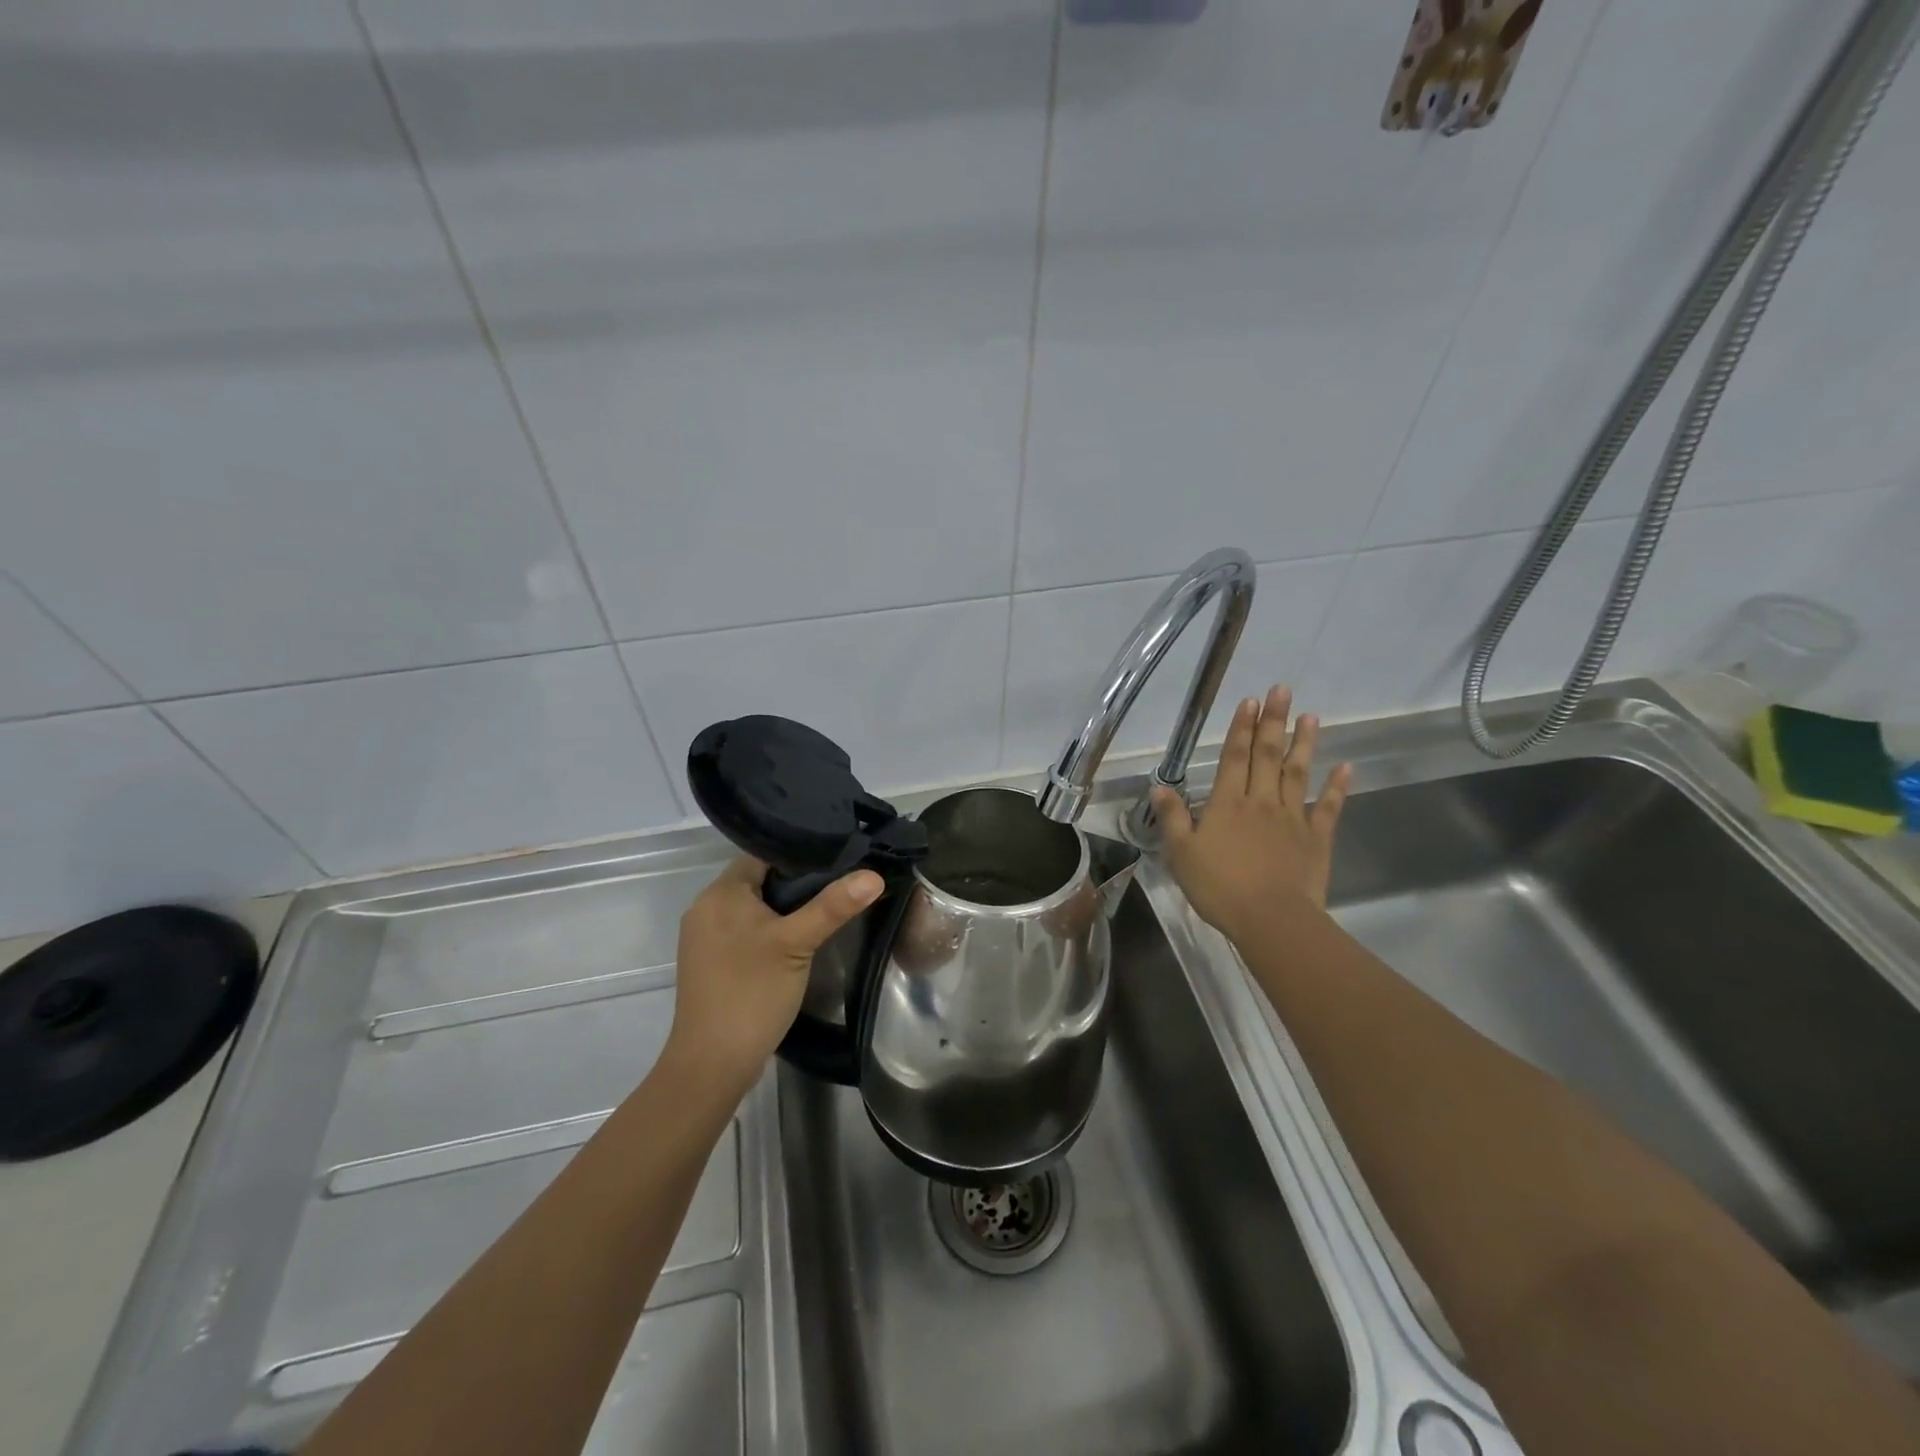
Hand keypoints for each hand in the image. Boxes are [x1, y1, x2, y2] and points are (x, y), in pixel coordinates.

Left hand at [665, 857, 882, 1090]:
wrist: (712, 1063)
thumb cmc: (752, 992)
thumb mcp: (797, 943)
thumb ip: (833, 906)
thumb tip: (874, 875)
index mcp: (720, 893)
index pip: (763, 855)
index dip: (799, 856)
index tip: (837, 861)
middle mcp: (705, 908)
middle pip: (758, 881)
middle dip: (795, 884)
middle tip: (838, 886)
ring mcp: (705, 938)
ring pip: (752, 908)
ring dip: (783, 910)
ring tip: (824, 911)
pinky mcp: (711, 963)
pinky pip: (744, 931)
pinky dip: (769, 931)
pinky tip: (796, 942)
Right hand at [1151, 685, 1350, 942]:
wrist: (1271, 919)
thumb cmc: (1220, 887)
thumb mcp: (1181, 854)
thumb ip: (1172, 818)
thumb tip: (1159, 787)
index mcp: (1228, 803)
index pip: (1235, 757)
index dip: (1241, 727)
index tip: (1250, 700)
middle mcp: (1261, 801)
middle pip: (1267, 755)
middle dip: (1273, 721)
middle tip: (1282, 689)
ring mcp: (1293, 818)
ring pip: (1297, 773)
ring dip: (1303, 743)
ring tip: (1310, 716)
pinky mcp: (1316, 838)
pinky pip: (1328, 807)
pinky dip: (1337, 786)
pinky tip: (1345, 767)